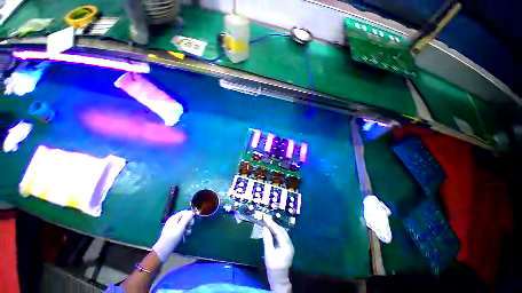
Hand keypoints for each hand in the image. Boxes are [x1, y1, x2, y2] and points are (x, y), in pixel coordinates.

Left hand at [152, 210, 193, 261]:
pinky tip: (186, 234)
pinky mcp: (173, 232)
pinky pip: (181, 228)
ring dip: (187, 226)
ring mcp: (173, 227)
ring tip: (188, 232)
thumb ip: (187, 218)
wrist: (164, 249)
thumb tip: (191, 212)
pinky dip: (184, 230)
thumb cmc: (173, 236)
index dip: (190, 214)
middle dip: (189, 220)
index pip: (184, 212)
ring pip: (183, 223)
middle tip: (191, 225)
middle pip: (184, 217)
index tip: (194, 218)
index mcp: (174, 217)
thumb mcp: (181, 226)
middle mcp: (173, 221)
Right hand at [263, 215, 293, 292]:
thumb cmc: (273, 268)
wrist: (279, 279)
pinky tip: (271, 229)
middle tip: (265, 218)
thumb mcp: (269, 253)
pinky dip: (276, 231)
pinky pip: (281, 236)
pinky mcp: (287, 247)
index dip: (271, 223)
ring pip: (282, 232)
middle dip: (273, 224)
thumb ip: (267, 239)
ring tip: (267, 222)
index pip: (278, 231)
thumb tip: (265, 227)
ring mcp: (289, 245)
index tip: (265, 217)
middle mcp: (289, 243)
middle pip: (281, 230)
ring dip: (275, 227)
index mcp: (286, 245)